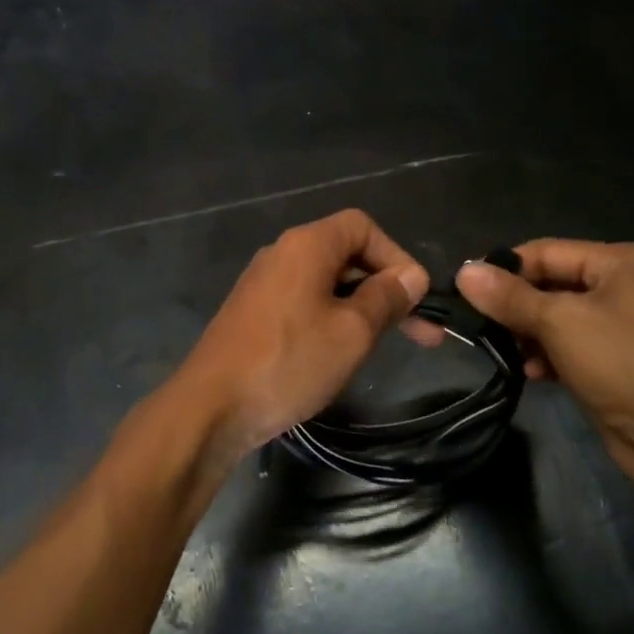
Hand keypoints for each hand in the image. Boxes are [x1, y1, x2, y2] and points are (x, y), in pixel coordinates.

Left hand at [176, 209, 428, 459]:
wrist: (210, 407)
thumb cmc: (289, 362)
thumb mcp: (352, 332)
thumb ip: (386, 298)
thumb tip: (411, 276)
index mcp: (306, 245)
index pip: (362, 226)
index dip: (396, 255)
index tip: (416, 296)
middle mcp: (282, 254)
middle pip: (346, 253)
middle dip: (386, 288)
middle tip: (422, 331)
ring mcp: (263, 284)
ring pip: (326, 282)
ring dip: (362, 306)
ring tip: (387, 344)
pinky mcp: (253, 313)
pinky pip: (304, 302)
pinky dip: (332, 318)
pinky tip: (342, 351)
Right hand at [451, 241, 633, 516]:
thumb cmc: (625, 364)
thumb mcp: (561, 322)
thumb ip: (510, 296)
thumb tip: (463, 272)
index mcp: (620, 262)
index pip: (546, 251)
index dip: (504, 268)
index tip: (463, 289)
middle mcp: (624, 286)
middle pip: (551, 284)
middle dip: (515, 305)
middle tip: (477, 323)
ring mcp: (623, 327)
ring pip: (557, 318)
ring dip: (528, 334)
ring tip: (503, 351)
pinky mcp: (617, 363)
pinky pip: (570, 347)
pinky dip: (548, 356)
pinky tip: (530, 373)